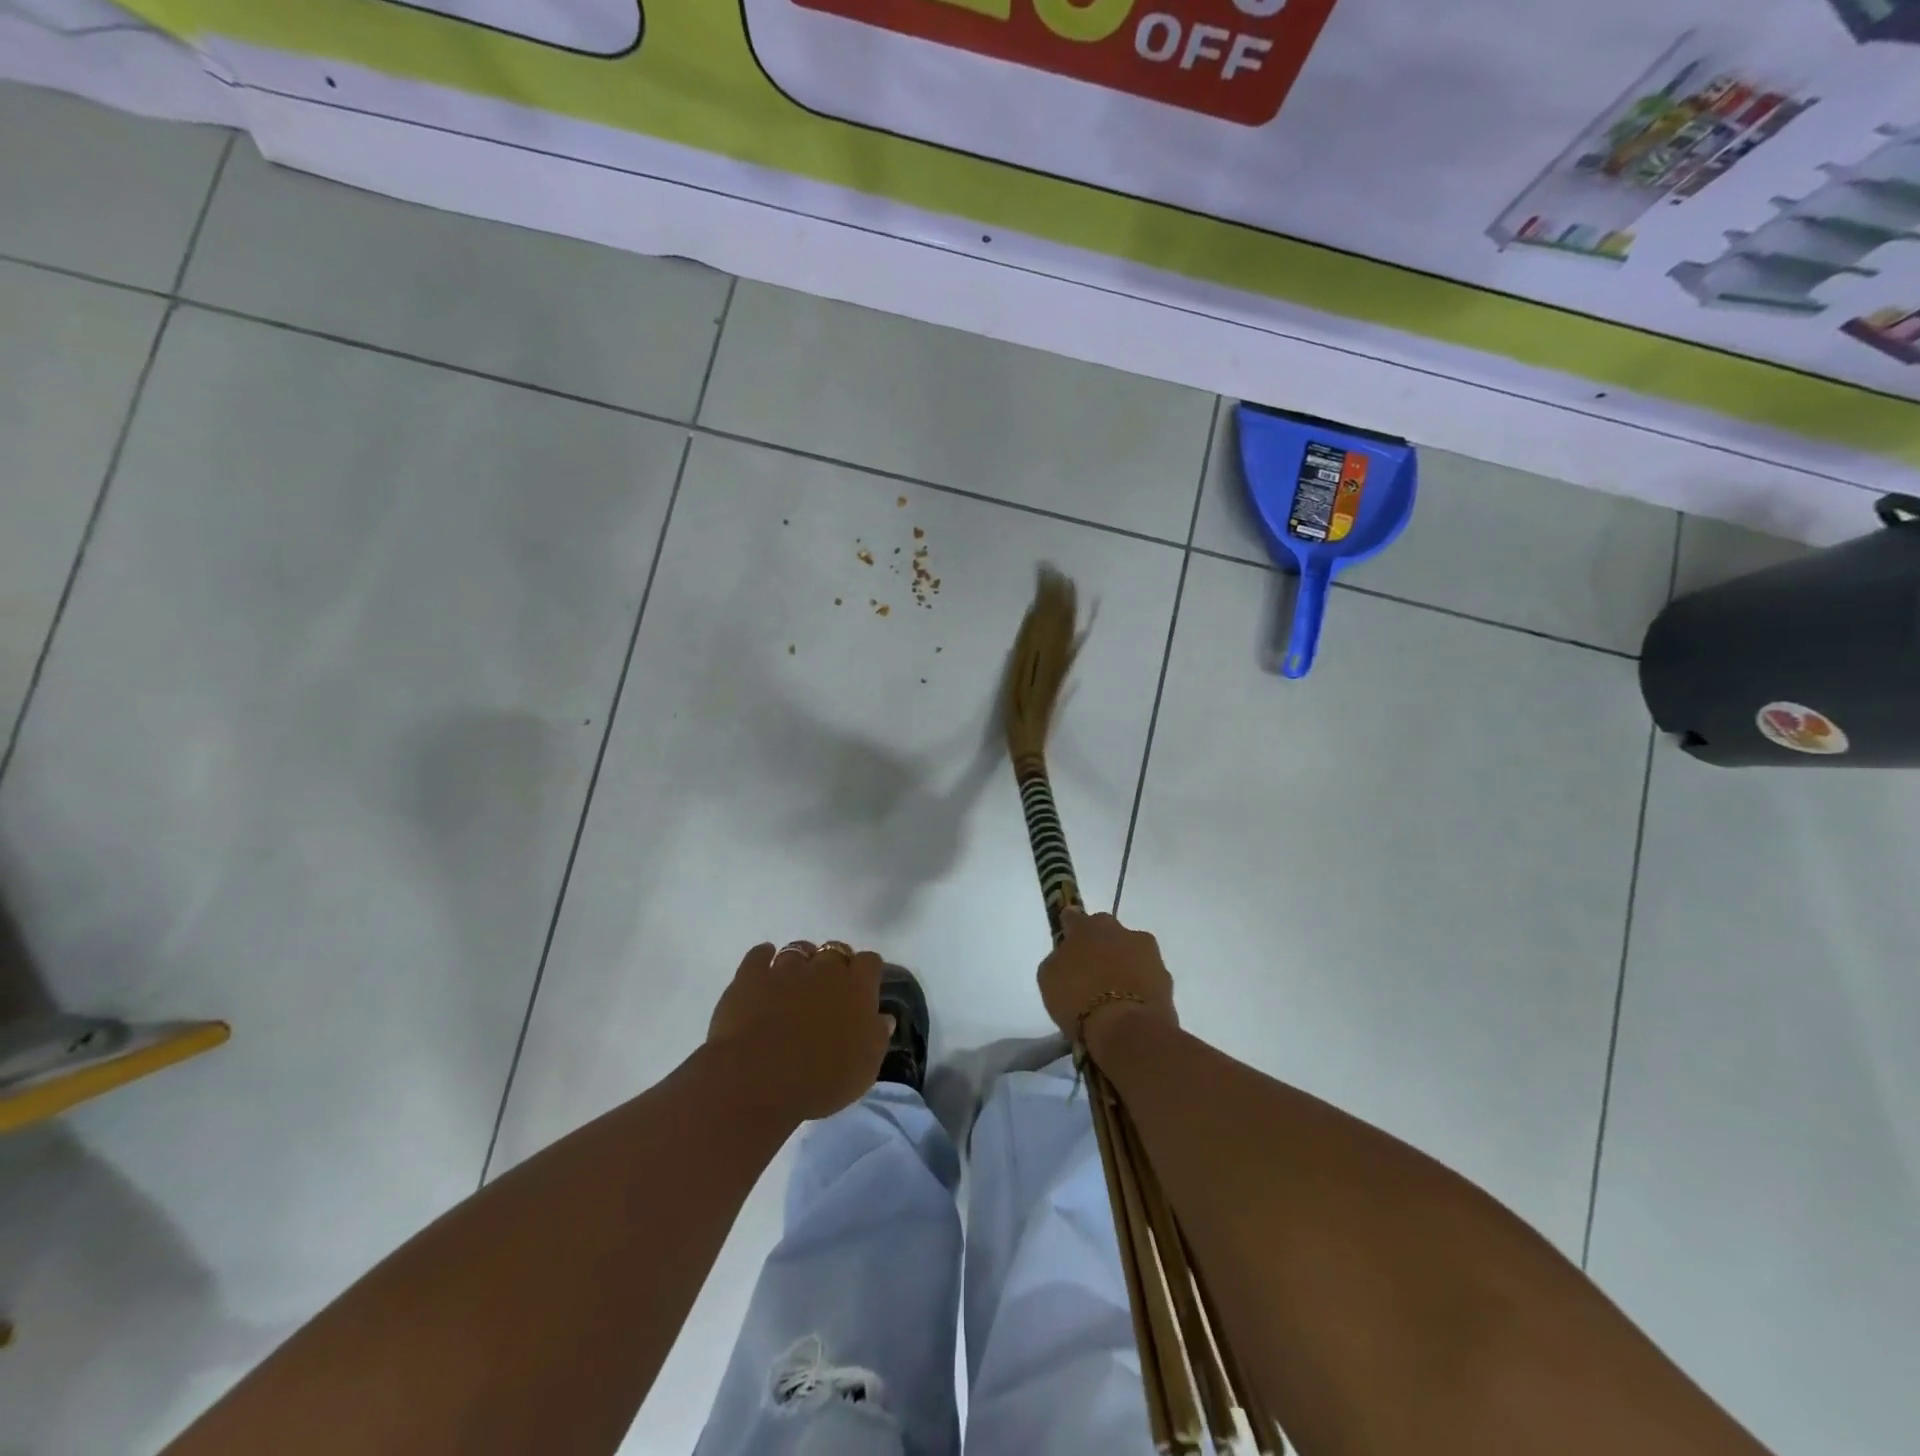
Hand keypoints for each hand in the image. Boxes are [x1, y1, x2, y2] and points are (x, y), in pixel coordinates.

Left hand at [708, 941, 892, 1119]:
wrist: (759, 1081)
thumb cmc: (821, 1080)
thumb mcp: (864, 1069)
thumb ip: (877, 1037)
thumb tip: (883, 1018)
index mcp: (857, 987)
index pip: (870, 962)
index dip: (867, 972)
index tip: (864, 988)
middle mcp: (825, 968)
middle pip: (835, 950)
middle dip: (834, 965)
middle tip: (828, 991)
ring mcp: (786, 968)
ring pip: (798, 950)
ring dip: (801, 961)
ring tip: (795, 981)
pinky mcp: (751, 976)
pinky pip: (759, 954)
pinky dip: (763, 957)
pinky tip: (764, 968)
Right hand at [1037, 909, 1176, 1051]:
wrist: (1128, 1029)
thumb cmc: (1079, 999)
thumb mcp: (1048, 978)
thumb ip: (1059, 959)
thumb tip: (1068, 958)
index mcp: (1087, 926)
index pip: (1073, 917)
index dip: (1069, 930)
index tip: (1066, 945)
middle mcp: (1120, 930)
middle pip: (1106, 932)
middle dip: (1099, 947)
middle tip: (1089, 973)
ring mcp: (1148, 952)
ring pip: (1130, 953)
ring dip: (1122, 965)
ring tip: (1111, 995)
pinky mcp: (1166, 977)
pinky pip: (1146, 976)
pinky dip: (1138, 986)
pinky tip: (1129, 1007)